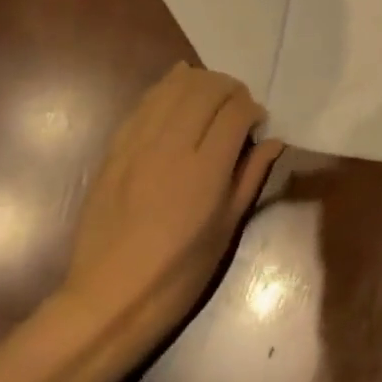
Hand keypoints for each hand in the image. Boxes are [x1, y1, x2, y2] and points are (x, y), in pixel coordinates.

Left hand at [52, 63, 283, 367]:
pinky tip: (178, 94)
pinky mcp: (116, 147)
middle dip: (230, 89)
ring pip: (174, 86)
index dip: (252, 109)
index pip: (235, 111)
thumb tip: (274, 141)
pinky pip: (145, 101)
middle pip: (206, 88)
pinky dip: (167, 90)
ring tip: (210, 98)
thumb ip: (251, 176)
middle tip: (238, 108)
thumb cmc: (178, 275)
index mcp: (205, 172)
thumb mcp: (226, 230)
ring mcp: (139, 143)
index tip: (257, 123)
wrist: (108, 299)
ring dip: (200, 83)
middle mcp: (171, 147)